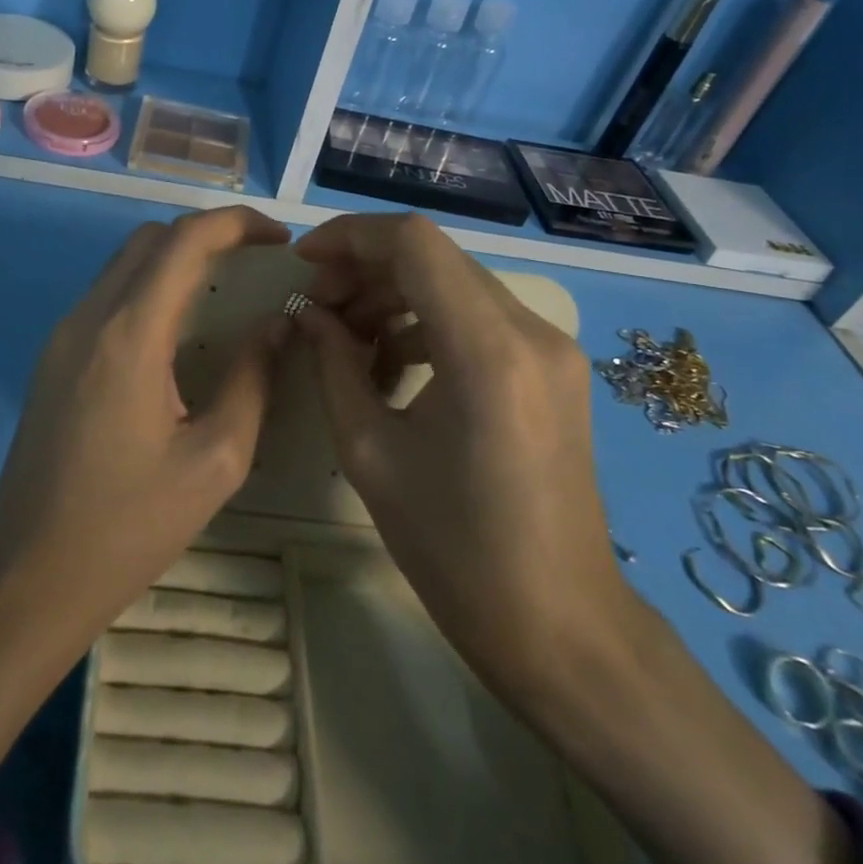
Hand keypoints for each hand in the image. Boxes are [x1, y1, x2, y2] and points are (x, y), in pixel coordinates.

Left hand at [0, 206, 290, 800]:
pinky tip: (178, 330)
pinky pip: (107, 296)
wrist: (28, 578)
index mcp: (129, 335)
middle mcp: (88, 318)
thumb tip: (277, 325)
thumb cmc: (129, 527)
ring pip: (124, 263)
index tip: (279, 240)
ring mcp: (61, 336)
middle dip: (208, 235)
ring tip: (225, 291)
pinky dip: (149, 288)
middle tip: (257, 263)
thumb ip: (252, 379)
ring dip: (176, 259)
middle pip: (151, 239)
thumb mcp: (215, 461)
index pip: (185, 240)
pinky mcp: (51, 358)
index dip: (237, 223)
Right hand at [297, 214, 851, 863]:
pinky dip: (427, 322)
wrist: (560, 626)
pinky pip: (479, 317)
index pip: (414, 243)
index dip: (349, 237)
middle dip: (365, 268)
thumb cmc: (454, 551)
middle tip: (316, 308)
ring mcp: (551, 348)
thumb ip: (332, 366)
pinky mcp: (553, 368)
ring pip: (456, 282)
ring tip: (345, 339)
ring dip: (394, 296)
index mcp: (487, 350)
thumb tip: (307, 313)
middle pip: (435, 257)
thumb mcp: (370, 453)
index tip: (302, 262)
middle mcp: (531, 330)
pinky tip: (391, 363)